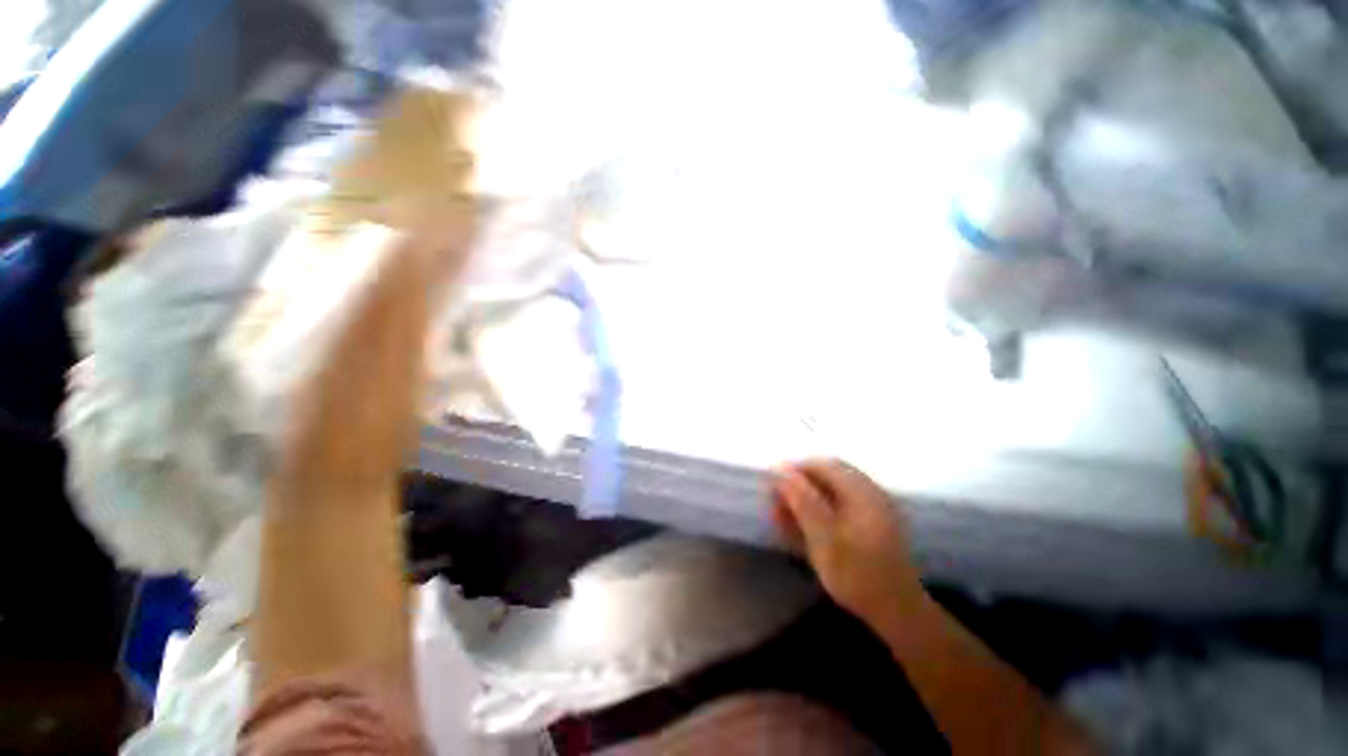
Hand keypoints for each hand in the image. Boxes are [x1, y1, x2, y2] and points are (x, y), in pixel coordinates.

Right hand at [771, 459, 923, 625]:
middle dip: (797, 485)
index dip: (793, 470)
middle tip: (776, 503)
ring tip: (783, 518)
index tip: (771, 485)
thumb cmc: (857, 574)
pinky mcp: (869, 523)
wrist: (897, 613)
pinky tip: (803, 527)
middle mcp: (868, 491)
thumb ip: (802, 500)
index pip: (821, 465)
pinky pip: (837, 505)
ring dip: (804, 499)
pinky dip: (817, 511)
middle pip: (825, 475)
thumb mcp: (824, 537)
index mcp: (861, 490)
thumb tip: (780, 469)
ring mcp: (871, 507)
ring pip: (829, 491)